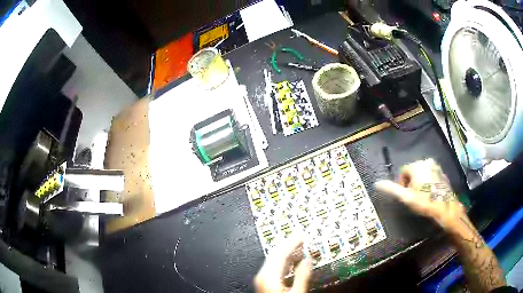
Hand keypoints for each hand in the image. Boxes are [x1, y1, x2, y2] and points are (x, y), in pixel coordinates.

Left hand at [254, 237, 311, 292]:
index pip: (280, 253)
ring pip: (273, 259)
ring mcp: (262, 279)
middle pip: (275, 254)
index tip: (300, 234)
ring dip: (286, 251)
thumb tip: (308, 261)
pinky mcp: (264, 283)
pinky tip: (291, 260)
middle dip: (288, 243)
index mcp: (268, 276)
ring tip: (297, 245)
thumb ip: (302, 276)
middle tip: (298, 234)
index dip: (292, 241)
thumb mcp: (296, 292)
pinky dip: (283, 260)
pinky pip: (273, 267)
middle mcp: (262, 276)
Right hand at [375, 158, 465, 231]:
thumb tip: (376, 183)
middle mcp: (427, 161)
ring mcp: (436, 166)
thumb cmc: (424, 201)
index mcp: (417, 165)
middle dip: (411, 183)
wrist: (445, 207)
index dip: (402, 184)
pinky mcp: (442, 173)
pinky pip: (431, 176)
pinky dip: (429, 182)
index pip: (403, 171)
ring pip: (422, 173)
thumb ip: (391, 189)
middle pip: (413, 171)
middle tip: (413, 197)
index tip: (405, 196)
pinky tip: (430, 194)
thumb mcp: (406, 197)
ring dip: (420, 183)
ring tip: (422, 196)